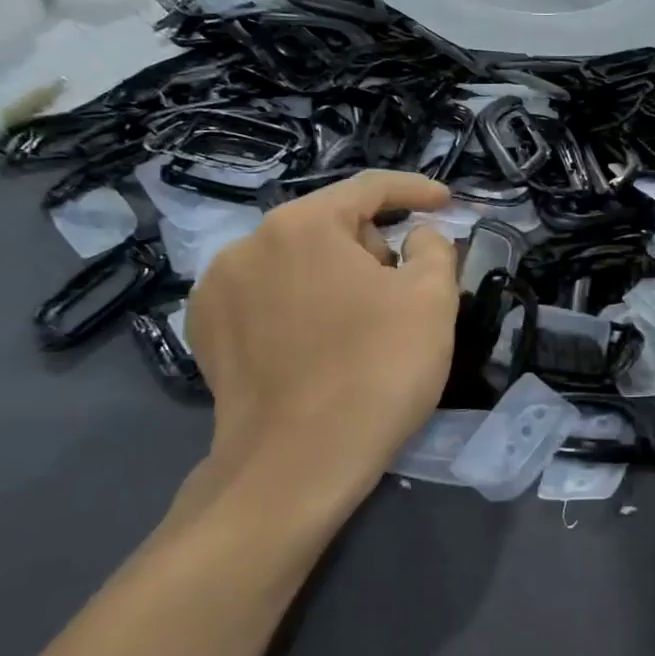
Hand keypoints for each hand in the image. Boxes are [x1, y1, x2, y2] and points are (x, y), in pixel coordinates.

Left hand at [185, 170, 458, 524]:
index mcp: (302, 225)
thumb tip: (416, 237)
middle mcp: (248, 244)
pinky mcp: (206, 333)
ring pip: (299, 262)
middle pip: (332, 226)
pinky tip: (318, 345)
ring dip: (337, 277)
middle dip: (374, 249)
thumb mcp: (432, 298)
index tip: (447, 203)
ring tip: (362, 326)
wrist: (297, 467)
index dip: (416, 191)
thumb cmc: (377, 370)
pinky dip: (300, 306)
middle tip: (404, 294)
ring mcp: (217, 290)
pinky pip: (269, 297)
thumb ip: (434, 247)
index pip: (369, 188)